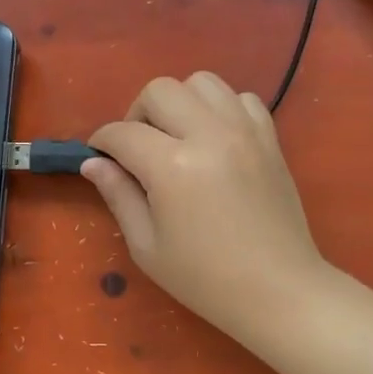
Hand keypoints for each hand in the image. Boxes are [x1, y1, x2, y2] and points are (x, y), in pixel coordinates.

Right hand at [83, 72, 327, 345]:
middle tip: (139, 149)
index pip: (123, 133)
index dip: (102, 142)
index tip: (99, 156)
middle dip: (138, 113)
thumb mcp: (147, 246)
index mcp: (172, 166)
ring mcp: (245, 132)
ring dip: (180, 103)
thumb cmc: (205, 278)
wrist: (278, 291)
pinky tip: (215, 140)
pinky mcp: (269, 139)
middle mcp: (209, 135)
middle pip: (160, 90)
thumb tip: (94, 163)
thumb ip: (118, 196)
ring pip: (202, 82)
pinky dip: (221, 109)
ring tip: (178, 138)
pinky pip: (241, 98)